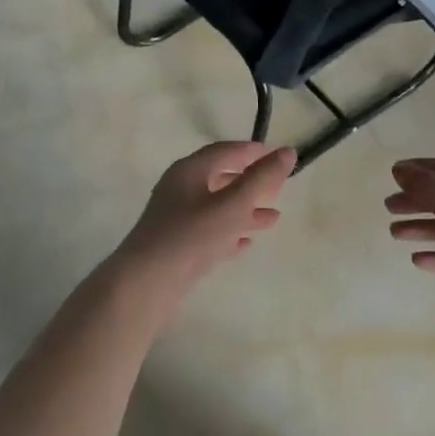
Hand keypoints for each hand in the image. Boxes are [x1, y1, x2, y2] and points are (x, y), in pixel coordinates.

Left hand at [116, 142, 296, 292]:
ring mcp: (176, 218)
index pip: (225, 150)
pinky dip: (229, 231)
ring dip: (245, 210)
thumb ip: (262, 178)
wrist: (146, 284)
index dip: (253, 152)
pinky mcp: (176, 244)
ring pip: (216, 207)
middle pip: (220, 177)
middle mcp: (180, 189)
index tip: (278, 157)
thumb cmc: (192, 236)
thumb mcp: (234, 204)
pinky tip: (246, 242)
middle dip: (250, 182)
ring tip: (273, 218)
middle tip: (278, 188)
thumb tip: (288, 152)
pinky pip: (208, 231)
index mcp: (190, 170)